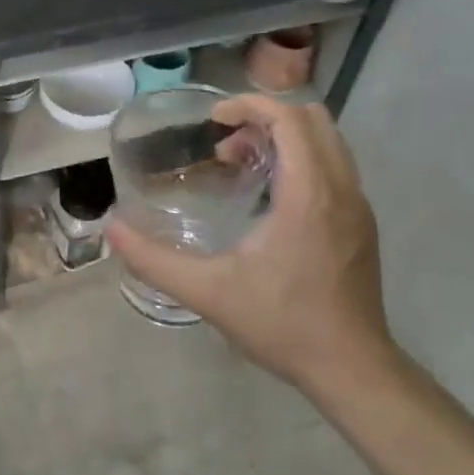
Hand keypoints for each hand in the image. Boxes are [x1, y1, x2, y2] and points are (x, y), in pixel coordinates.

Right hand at [105, 97, 395, 396]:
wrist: (352, 369)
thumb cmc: (282, 324)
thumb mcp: (208, 292)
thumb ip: (154, 260)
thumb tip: (112, 230)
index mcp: (310, 194)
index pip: (290, 119)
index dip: (249, 105)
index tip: (213, 120)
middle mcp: (342, 190)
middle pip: (313, 119)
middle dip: (266, 118)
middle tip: (224, 145)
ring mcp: (358, 207)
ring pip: (328, 142)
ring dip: (284, 139)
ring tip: (241, 167)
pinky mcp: (361, 224)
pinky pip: (334, 167)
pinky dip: (301, 160)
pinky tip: (268, 200)